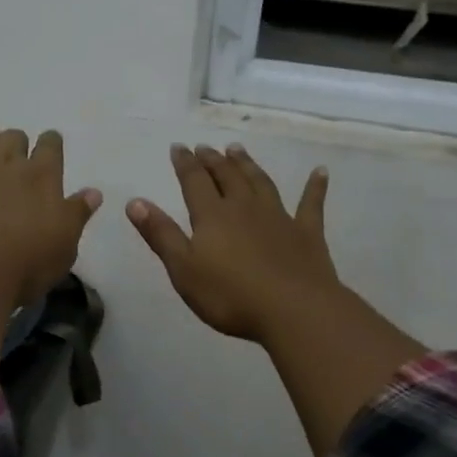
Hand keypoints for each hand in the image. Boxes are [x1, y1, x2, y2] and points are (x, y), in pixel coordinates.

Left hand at [0, 124, 101, 368]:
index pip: (51, 147)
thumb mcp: (64, 248)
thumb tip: (93, 192)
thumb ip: (76, 215)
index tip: (49, 145)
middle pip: (14, 138)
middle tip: (14, 154)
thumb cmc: (24, 267)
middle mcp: (7, 163)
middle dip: (17, 142)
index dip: (50, 143)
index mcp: (42, 177)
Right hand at [129, 141, 426, 456]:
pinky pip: (311, 204)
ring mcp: (279, 217)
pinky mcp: (307, 233)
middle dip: (213, 161)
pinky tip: (320, 172)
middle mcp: (244, 207)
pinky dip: (314, 187)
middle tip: (205, 147)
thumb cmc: (230, 295)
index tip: (179, 147)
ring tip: (238, 150)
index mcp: (212, 216)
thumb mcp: (183, 269)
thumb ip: (161, 234)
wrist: (293, 310)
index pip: (194, 181)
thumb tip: (135, 201)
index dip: (185, 163)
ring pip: (260, 183)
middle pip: (227, 177)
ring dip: (248, 165)